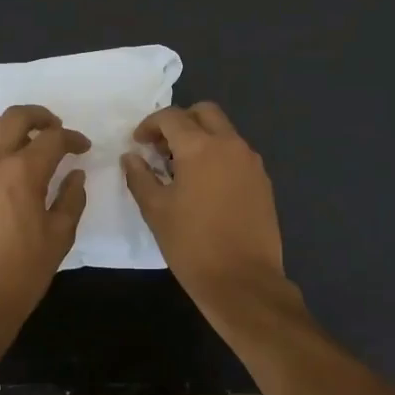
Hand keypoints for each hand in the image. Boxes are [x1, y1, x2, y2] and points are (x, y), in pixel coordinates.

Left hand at [0, 105, 89, 347]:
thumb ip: (71, 199)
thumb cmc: (21, 274)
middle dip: (41, 117)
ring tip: (17, 141)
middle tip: (54, 131)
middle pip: (16, 117)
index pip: (53, 138)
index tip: (82, 149)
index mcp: (23, 172)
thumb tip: (75, 175)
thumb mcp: (59, 238)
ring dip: (5, 126)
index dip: (73, 139)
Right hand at [122, 102, 287, 322]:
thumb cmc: (192, 245)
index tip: (138, 143)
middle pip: (205, 112)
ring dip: (202, 138)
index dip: (150, 125)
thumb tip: (131, 157)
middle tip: (162, 147)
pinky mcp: (263, 181)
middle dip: (181, 122)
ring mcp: (251, 162)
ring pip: (224, 132)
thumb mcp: (156, 210)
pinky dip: (219, 156)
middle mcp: (230, 145)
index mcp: (200, 147)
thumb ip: (140, 177)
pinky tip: (206, 186)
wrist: (243, 281)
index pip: (172, 117)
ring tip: (182, 169)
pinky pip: (237, 154)